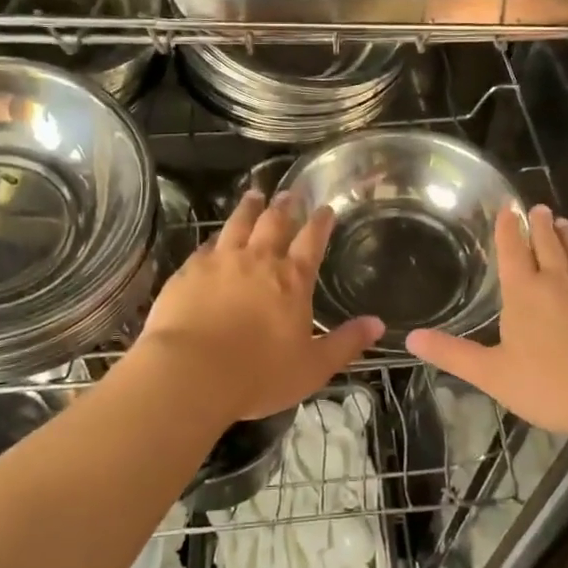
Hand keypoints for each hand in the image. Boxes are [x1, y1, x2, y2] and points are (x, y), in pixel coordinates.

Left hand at [135, 190, 383, 422]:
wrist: (191, 372)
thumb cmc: (258, 374)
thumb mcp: (313, 367)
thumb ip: (346, 343)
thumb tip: (378, 323)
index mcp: (292, 280)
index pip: (312, 242)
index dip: (320, 223)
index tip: (325, 208)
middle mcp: (258, 260)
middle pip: (274, 223)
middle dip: (284, 206)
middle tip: (289, 192)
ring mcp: (221, 262)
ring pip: (238, 224)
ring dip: (249, 208)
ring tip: (254, 195)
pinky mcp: (189, 271)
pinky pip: (206, 246)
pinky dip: (215, 237)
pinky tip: (214, 236)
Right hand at [406, 204, 567, 442]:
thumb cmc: (555, 384)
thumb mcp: (495, 375)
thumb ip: (455, 355)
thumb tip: (411, 337)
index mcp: (526, 293)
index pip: (514, 251)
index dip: (508, 229)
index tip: (508, 208)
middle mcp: (559, 283)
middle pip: (548, 244)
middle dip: (540, 225)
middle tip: (538, 207)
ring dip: (567, 237)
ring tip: (564, 222)